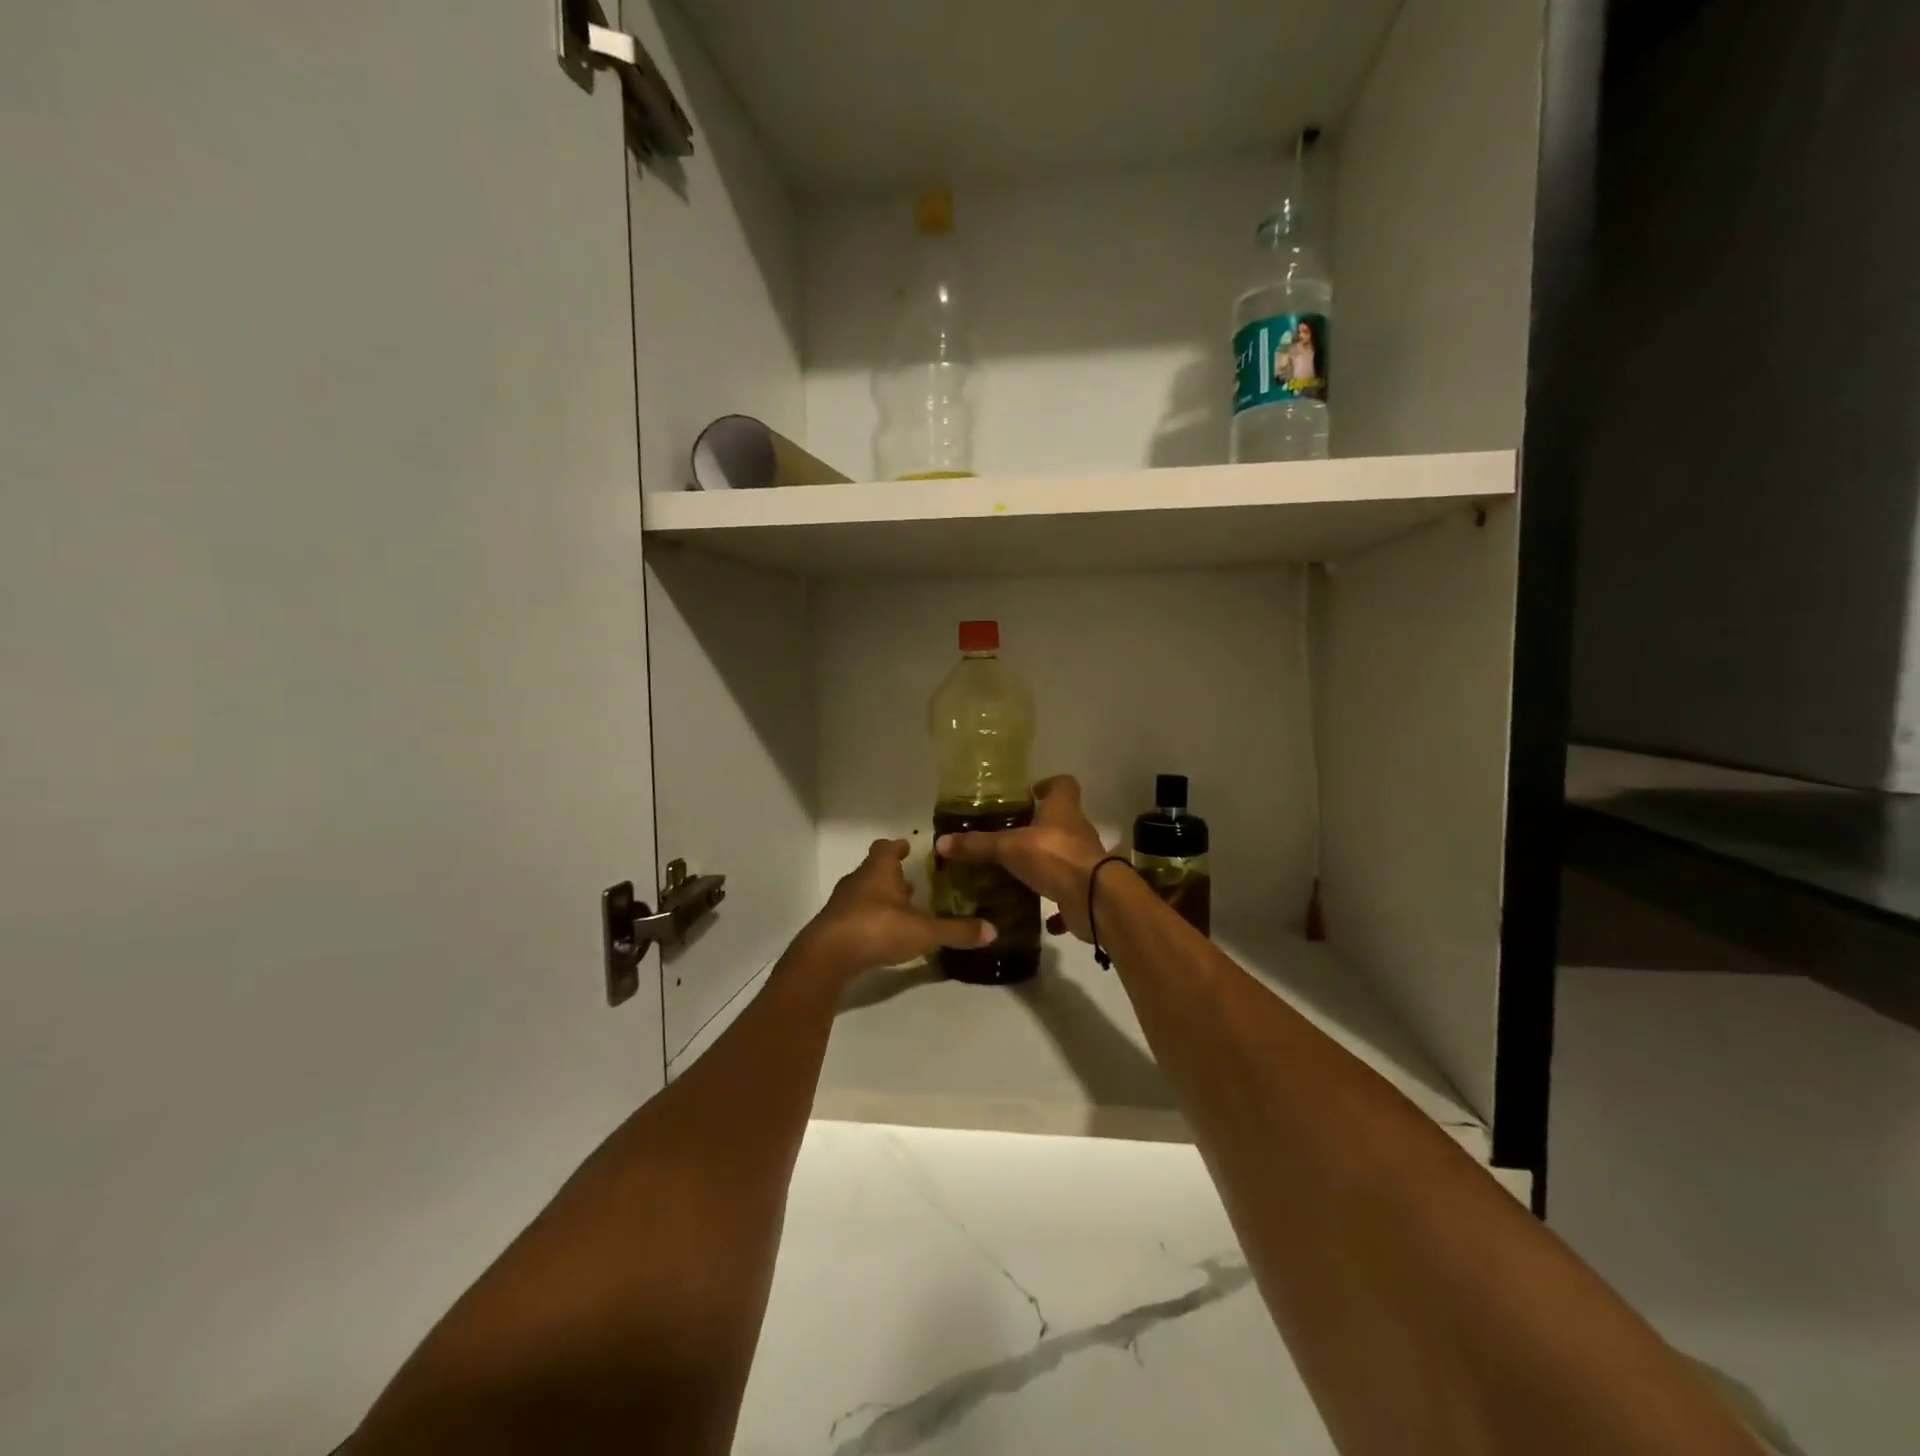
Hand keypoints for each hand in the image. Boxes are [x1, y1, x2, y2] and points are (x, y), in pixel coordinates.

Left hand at [796, 838, 994, 977]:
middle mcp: (858, 881)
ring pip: (863, 893)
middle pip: (873, 870)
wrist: (828, 955)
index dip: (897, 847)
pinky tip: (881, 934)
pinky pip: (854, 916)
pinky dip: (868, 919)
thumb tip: (993, 931)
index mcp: (879, 871)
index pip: (886, 848)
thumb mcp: (924, 932)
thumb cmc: (878, 928)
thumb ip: (957, 931)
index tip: (907, 846)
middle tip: (911, 882)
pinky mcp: (833, 927)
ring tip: (900, 909)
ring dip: (880, 898)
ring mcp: (842, 904)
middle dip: (891, 875)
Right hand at [935, 776, 1110, 941]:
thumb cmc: (1055, 857)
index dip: (1048, 785)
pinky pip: (1067, 893)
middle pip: (1061, 821)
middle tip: (1009, 835)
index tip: (1031, 792)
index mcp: (1063, 810)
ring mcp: (1084, 862)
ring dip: (1045, 864)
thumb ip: (978, 845)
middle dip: (1039, 827)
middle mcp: (1077, 832)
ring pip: (1063, 857)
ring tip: (1016, 872)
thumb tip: (941, 842)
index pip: (1063, 785)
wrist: (1095, 900)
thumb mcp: (1010, 848)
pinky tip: (1037, 913)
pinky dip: (1055, 903)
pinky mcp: (1085, 890)